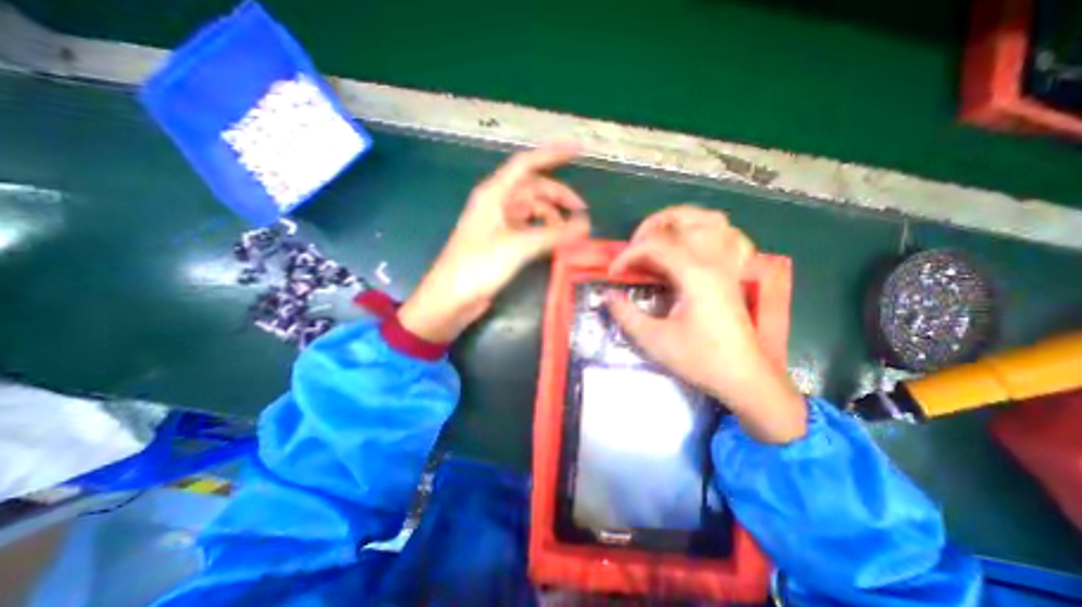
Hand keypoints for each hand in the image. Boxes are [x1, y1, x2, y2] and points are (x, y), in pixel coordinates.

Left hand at [402, 141, 590, 341]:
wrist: (451, 298)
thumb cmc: (478, 266)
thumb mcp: (518, 246)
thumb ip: (553, 234)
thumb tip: (585, 225)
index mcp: (495, 194)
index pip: (526, 164)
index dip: (553, 154)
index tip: (579, 151)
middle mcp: (497, 204)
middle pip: (534, 189)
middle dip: (559, 196)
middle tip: (581, 212)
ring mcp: (499, 224)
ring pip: (532, 211)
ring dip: (552, 218)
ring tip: (571, 234)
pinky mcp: (502, 243)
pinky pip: (528, 229)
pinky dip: (544, 233)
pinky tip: (555, 243)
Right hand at [606, 207, 806, 443]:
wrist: (743, 376)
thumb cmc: (699, 359)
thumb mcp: (654, 340)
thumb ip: (626, 314)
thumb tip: (608, 295)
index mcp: (695, 275)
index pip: (655, 245)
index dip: (628, 255)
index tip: (613, 273)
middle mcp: (714, 261)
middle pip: (683, 220)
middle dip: (650, 227)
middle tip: (633, 247)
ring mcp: (728, 265)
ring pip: (709, 221)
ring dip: (679, 220)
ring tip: (658, 235)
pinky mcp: (733, 273)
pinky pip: (727, 236)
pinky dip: (707, 230)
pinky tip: (693, 242)